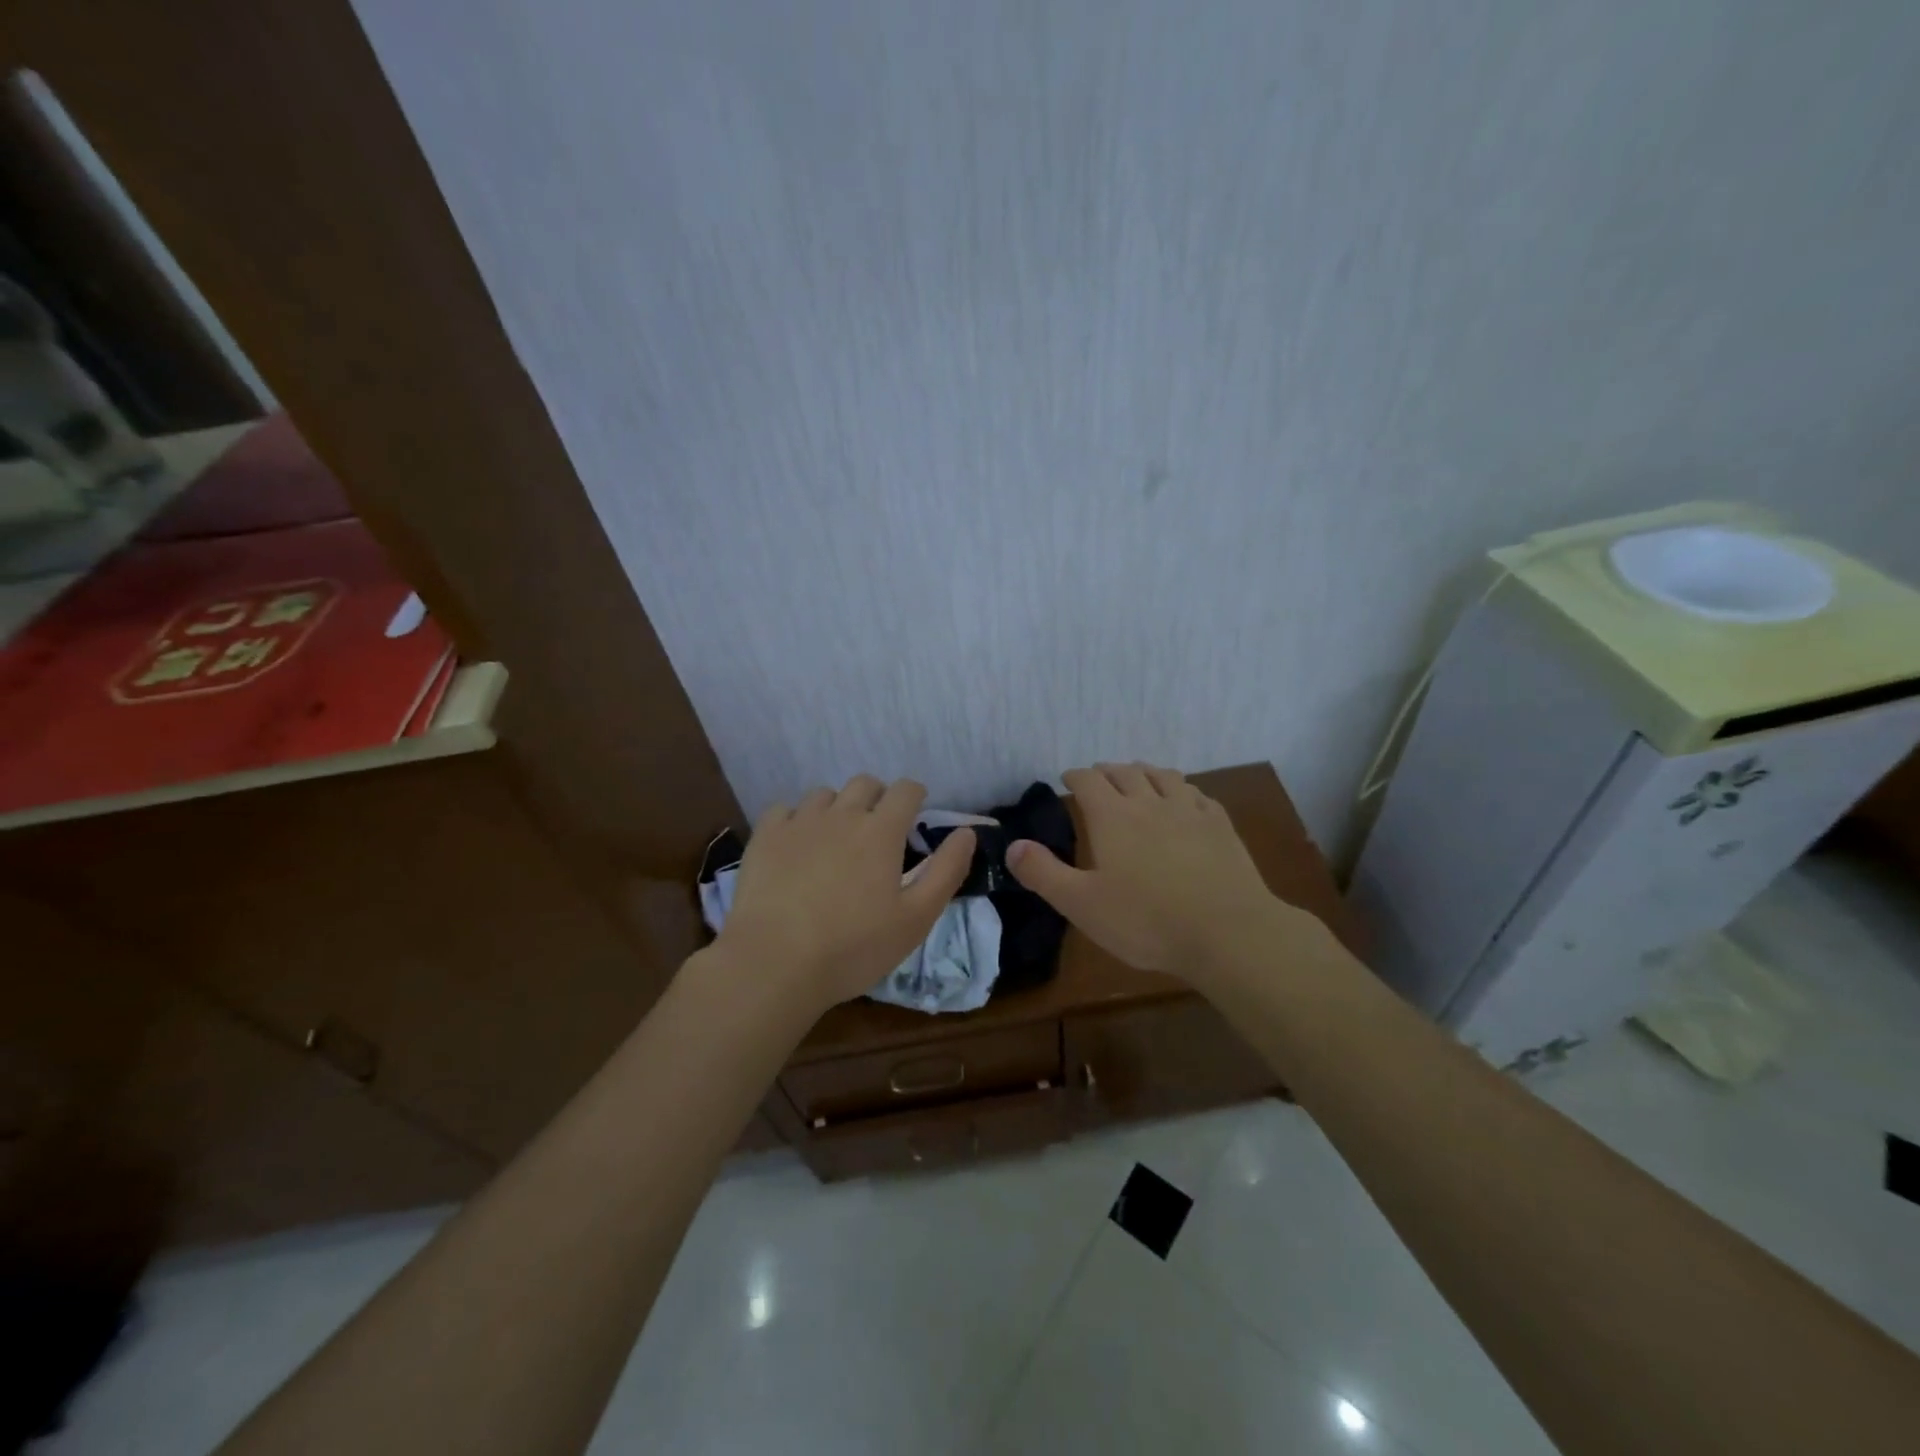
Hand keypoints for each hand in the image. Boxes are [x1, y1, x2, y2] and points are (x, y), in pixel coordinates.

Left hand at [715, 775, 975, 1012]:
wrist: (774, 964)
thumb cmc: (854, 947)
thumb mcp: (916, 918)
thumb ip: (946, 871)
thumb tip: (967, 832)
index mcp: (881, 831)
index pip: (906, 790)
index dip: (915, 796)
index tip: (915, 814)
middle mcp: (842, 814)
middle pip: (865, 783)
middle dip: (878, 797)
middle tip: (878, 830)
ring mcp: (799, 822)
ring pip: (824, 794)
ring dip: (838, 807)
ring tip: (836, 840)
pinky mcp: (765, 837)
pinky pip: (785, 810)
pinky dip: (796, 819)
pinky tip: (796, 845)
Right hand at [1007, 762, 1305, 981]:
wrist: (1227, 933)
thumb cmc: (1146, 921)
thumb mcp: (1081, 904)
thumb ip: (1043, 873)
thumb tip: (1012, 845)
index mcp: (1113, 818)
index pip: (1089, 781)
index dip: (1076, 776)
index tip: (1068, 778)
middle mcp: (1149, 803)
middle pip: (1126, 771)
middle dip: (1107, 770)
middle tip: (1099, 777)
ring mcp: (1189, 811)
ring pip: (1163, 776)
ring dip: (1145, 772)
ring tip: (1139, 777)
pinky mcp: (1220, 826)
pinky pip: (1197, 795)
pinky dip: (1182, 790)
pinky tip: (1184, 801)